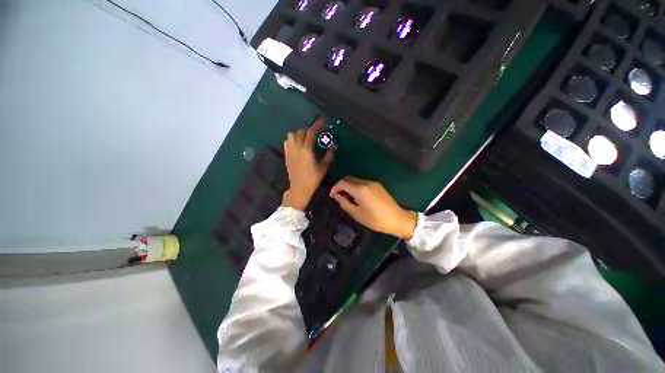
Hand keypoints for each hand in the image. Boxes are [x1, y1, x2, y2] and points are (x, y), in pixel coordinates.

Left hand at [282, 117, 334, 210]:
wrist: (299, 188)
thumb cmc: (313, 179)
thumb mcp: (324, 167)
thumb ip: (329, 155)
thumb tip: (334, 145)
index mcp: (307, 150)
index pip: (312, 132)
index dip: (317, 125)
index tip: (322, 120)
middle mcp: (297, 148)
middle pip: (301, 132)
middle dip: (310, 129)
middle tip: (317, 132)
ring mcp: (290, 151)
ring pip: (291, 135)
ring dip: (299, 133)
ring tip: (306, 137)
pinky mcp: (286, 155)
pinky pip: (287, 142)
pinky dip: (292, 139)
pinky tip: (297, 144)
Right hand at [329, 177, 416, 239]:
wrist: (397, 219)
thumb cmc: (375, 220)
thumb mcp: (357, 214)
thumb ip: (344, 203)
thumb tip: (336, 196)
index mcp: (360, 189)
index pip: (342, 183)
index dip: (334, 188)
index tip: (332, 196)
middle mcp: (366, 182)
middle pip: (348, 178)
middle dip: (341, 185)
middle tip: (338, 196)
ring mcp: (373, 183)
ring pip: (356, 180)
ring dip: (348, 186)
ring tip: (347, 198)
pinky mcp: (378, 185)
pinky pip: (362, 182)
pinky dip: (356, 187)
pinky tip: (357, 197)